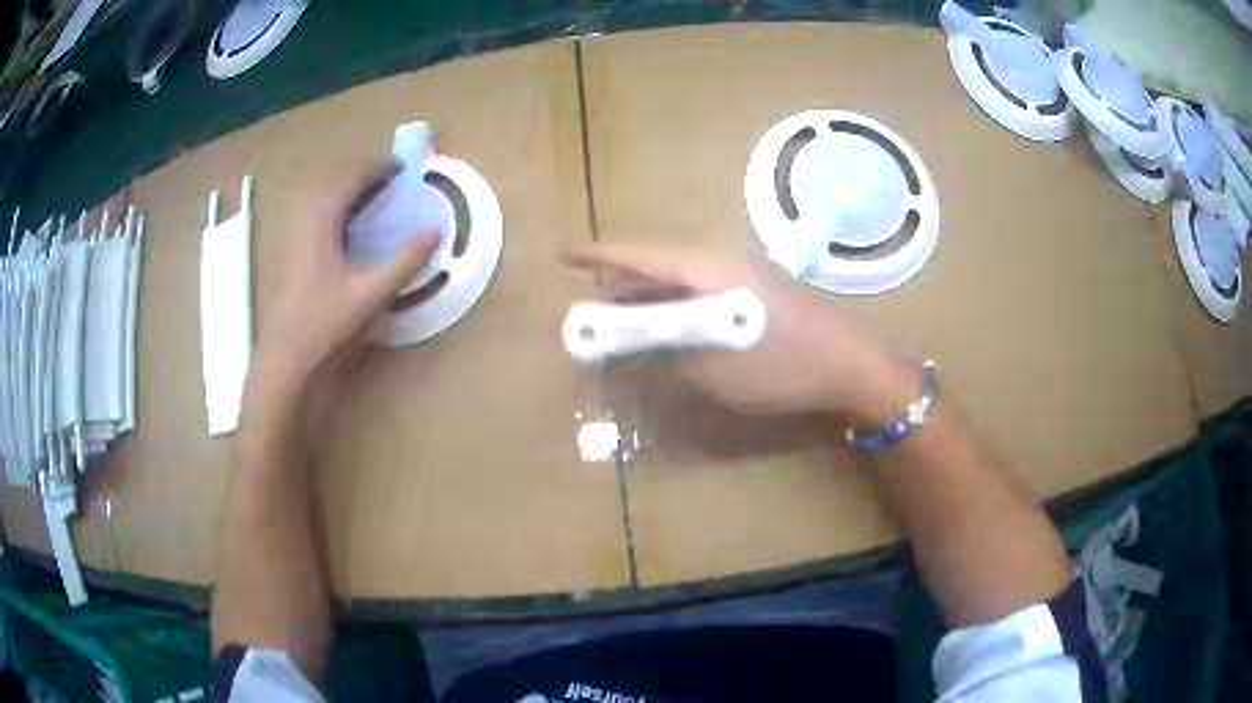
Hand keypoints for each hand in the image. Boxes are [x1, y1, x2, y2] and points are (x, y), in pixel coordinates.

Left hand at [256, 159, 438, 386]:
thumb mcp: (372, 294)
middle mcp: (303, 217)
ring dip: (345, 185)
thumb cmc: (325, 324)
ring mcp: (292, 233)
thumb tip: (435, 232)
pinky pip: (312, 209)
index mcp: (322, 219)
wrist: (285, 357)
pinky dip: (332, 203)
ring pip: (319, 192)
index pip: (350, 175)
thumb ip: (405, 261)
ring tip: (368, 195)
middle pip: (332, 177)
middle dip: (361, 170)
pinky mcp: (288, 250)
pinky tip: (343, 224)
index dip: (377, 166)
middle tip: (388, 179)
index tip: (402, 168)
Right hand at [563, 242, 918, 420]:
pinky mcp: (754, 296)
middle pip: (657, 268)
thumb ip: (668, 346)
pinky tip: (664, 331)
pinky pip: (700, 295)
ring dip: (646, 302)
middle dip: (618, 288)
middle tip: (587, 312)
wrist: (850, 364)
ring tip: (615, 324)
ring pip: (679, 283)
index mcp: (708, 271)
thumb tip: (635, 338)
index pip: (641, 256)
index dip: (598, 256)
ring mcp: (741, 278)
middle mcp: (721, 264)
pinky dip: (674, 310)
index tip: (562, 255)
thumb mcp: (714, 366)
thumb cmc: (781, 365)